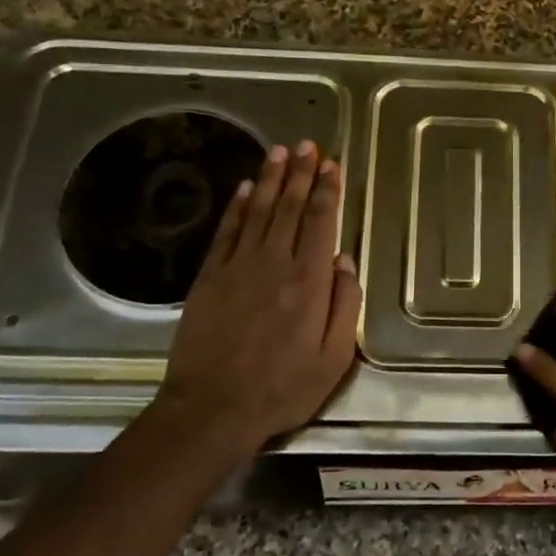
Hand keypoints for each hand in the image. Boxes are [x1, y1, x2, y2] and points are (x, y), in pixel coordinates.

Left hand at [152, 141, 361, 460]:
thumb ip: (345, 305)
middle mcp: (275, 263)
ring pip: (259, 212)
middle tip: (308, 146)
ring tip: (280, 152)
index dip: (328, 191)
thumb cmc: (283, 389)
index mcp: (310, 282)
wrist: (213, 409)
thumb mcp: (334, 358)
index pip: (322, 223)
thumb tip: (345, 262)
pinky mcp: (209, 278)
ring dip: (270, 180)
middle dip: (301, 174)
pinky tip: (245, 189)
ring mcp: (237, 267)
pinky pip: (226, 232)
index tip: (332, 165)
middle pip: (290, 208)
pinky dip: (237, 207)